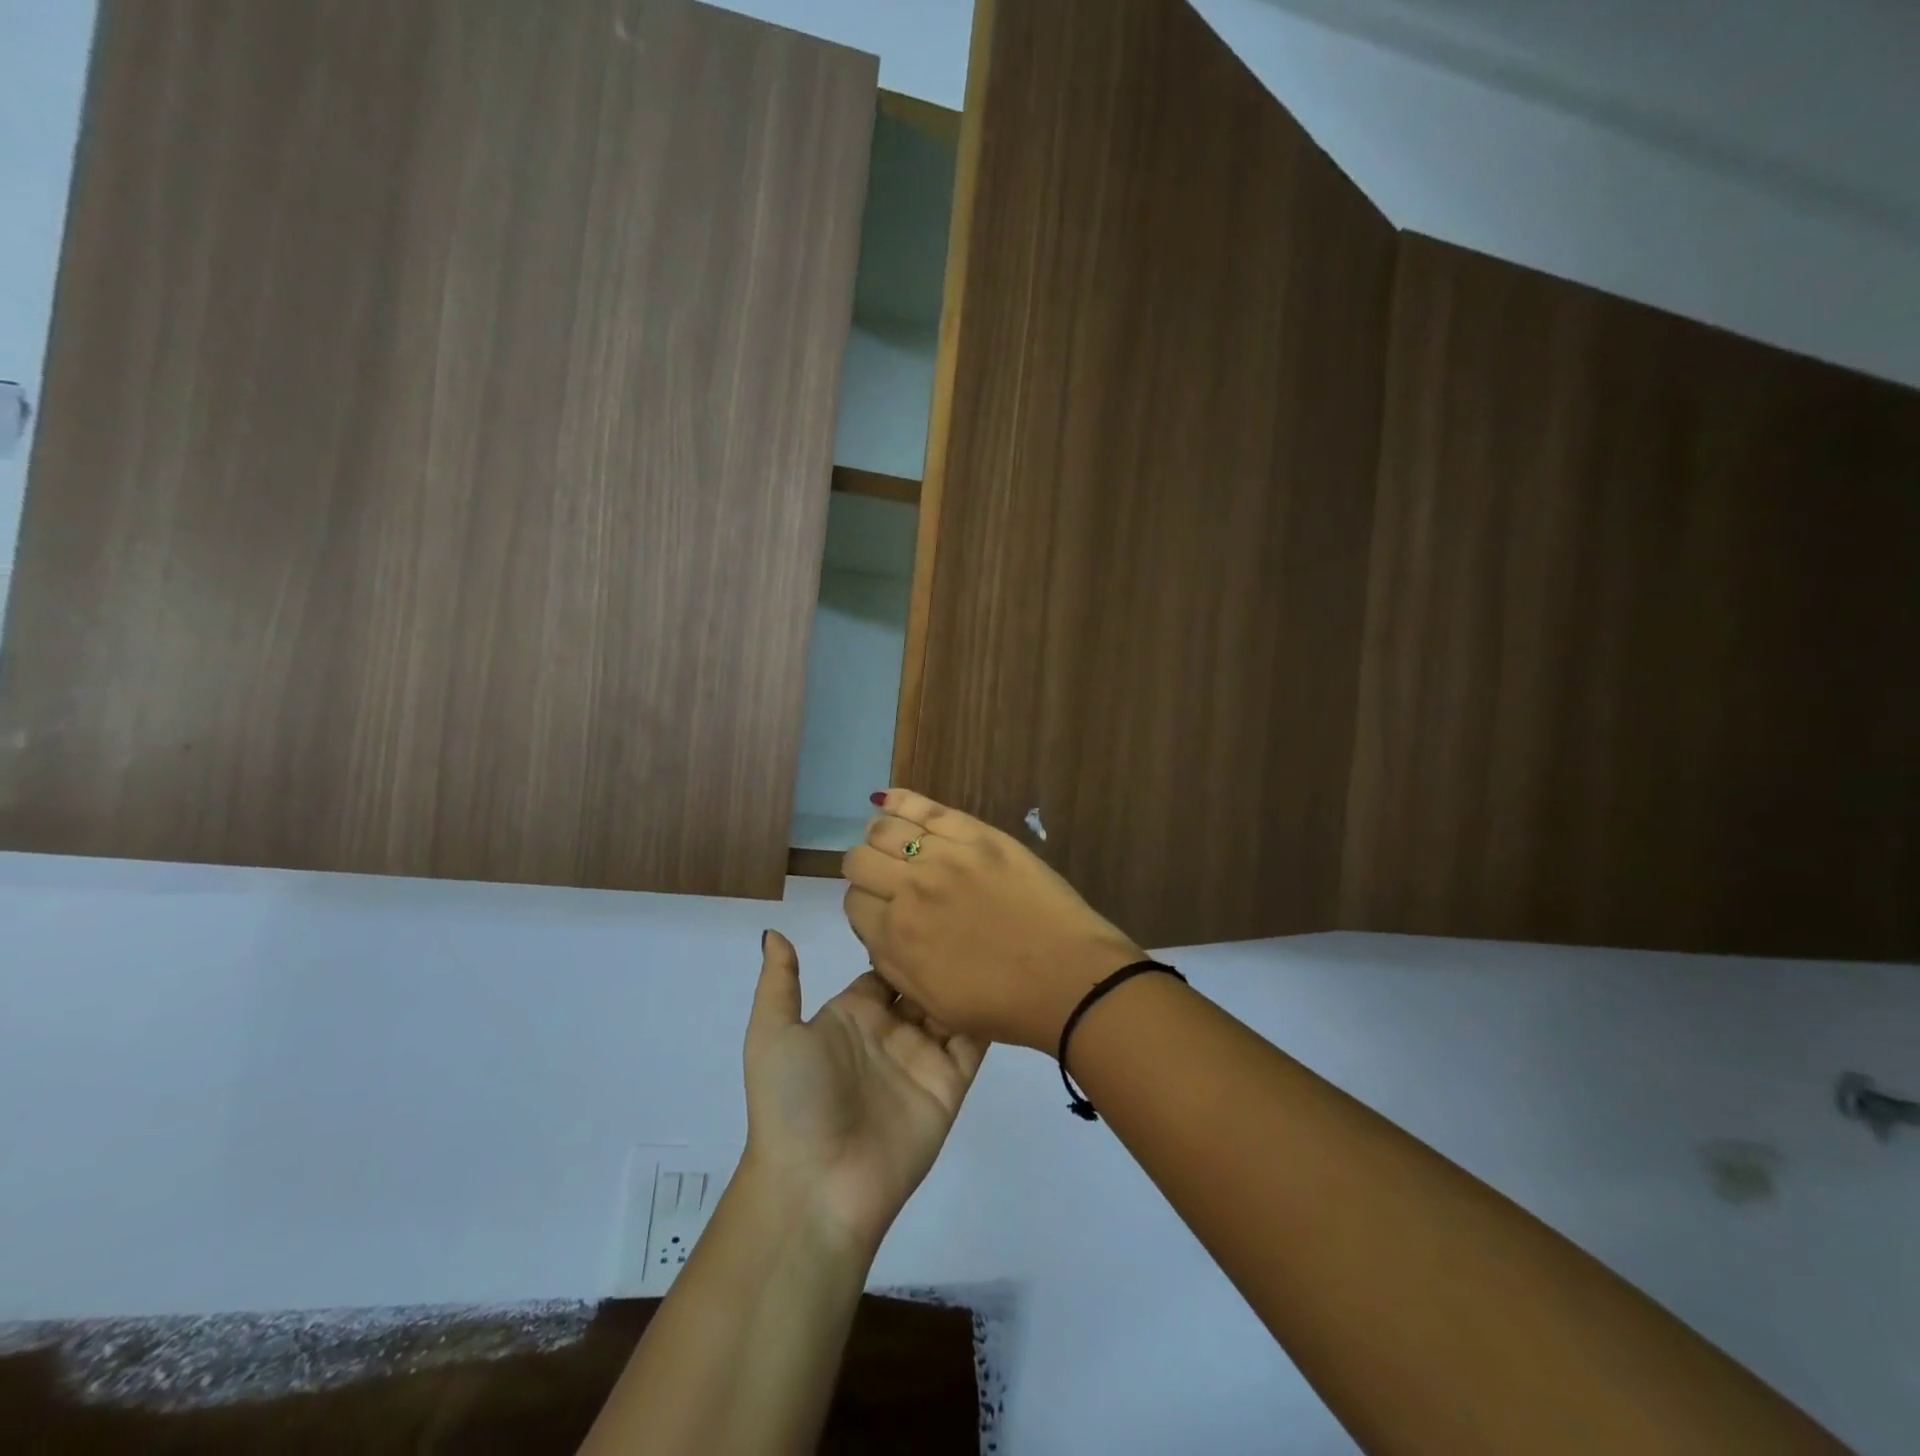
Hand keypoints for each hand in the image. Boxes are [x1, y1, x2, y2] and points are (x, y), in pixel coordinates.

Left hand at [741, 931, 983, 1257]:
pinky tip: (1006, 975)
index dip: (901, 936)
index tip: (925, 898)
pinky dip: (989, 1012)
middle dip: (939, 949)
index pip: (883, 966)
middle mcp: (890, 1030)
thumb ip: (779, 982)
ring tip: (994, 930)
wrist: (817, 1187)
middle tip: (968, 905)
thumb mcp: (772, 1035)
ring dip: (967, 974)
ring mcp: (922, 1056)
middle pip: (921, 979)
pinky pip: (973, 1041)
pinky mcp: (950, 1083)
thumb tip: (775, 932)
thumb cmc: (793, 1102)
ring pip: (951, 1003)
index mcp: (852, 1014)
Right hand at [841, 790, 1146, 1051]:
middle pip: (859, 860)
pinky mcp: (977, 835)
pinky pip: (925, 807)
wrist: (1069, 978)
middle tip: (889, 879)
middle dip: (867, 870)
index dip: (866, 905)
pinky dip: (899, 800)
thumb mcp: (931, 1001)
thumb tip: (878, 925)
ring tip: (896, 845)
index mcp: (895, 937)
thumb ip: (891, 961)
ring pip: (885, 829)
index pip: (853, 901)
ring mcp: (944, 856)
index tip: (884, 909)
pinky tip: (885, 800)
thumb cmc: (1003, 1004)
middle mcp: (909, 890)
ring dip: (881, 838)